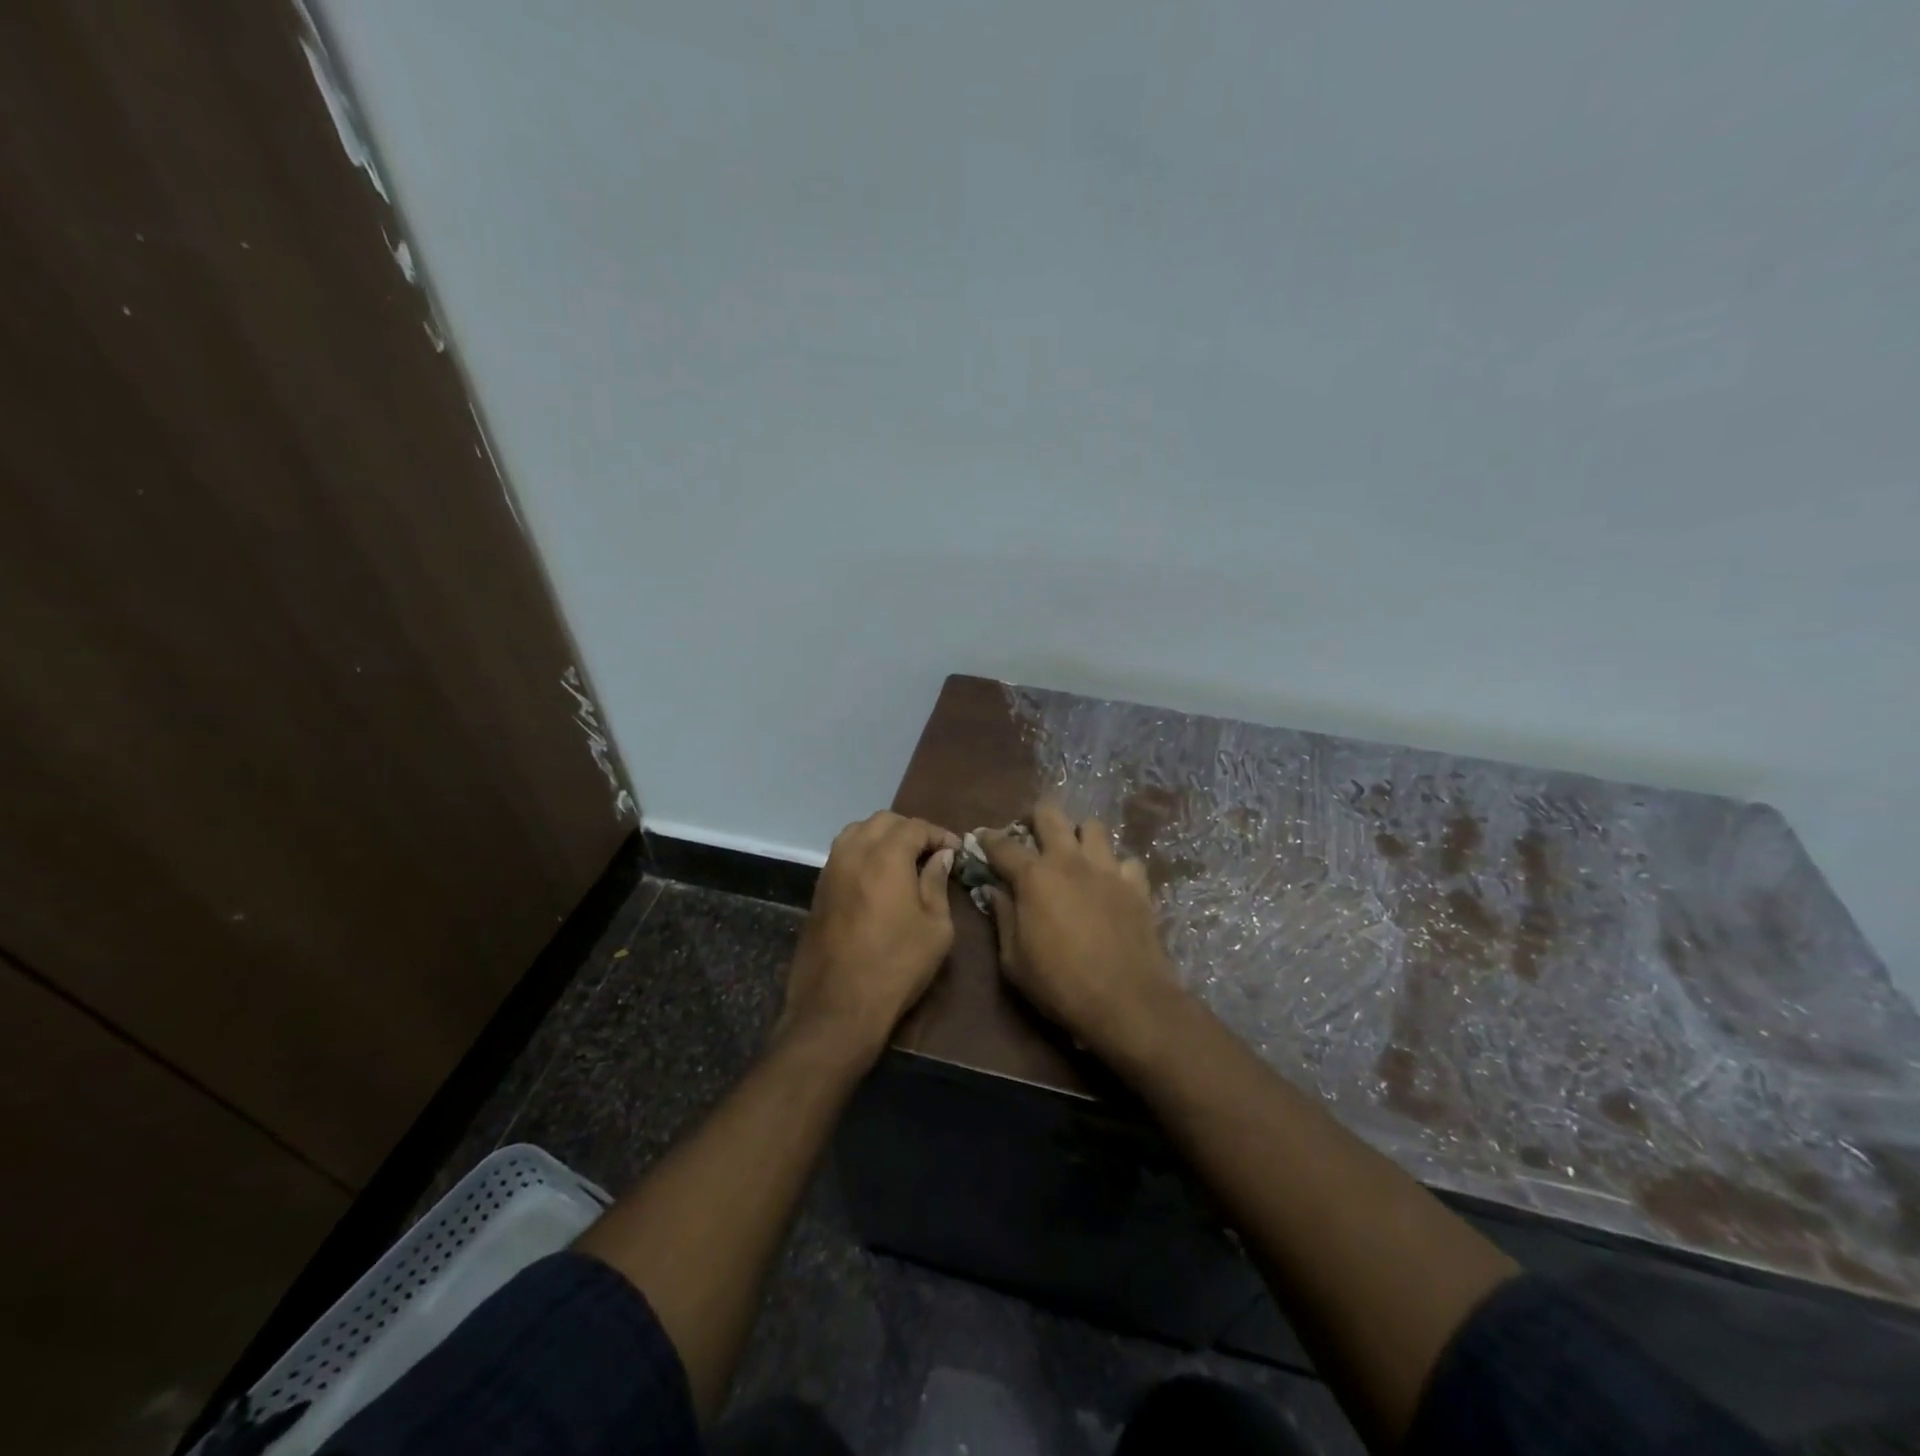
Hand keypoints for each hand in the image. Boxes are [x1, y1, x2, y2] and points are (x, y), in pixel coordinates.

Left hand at [782, 812, 959, 1060]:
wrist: (838, 1005)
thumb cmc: (897, 965)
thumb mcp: (935, 927)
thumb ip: (937, 883)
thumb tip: (940, 856)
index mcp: (885, 857)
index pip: (915, 827)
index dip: (938, 834)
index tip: (955, 850)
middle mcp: (853, 853)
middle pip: (883, 821)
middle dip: (910, 830)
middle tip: (931, 853)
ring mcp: (830, 869)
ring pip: (857, 832)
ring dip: (882, 836)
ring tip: (903, 860)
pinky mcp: (818, 889)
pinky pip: (842, 853)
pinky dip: (863, 851)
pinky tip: (878, 876)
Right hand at [980, 801, 1182, 1059]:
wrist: (1127, 1002)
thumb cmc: (1060, 985)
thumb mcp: (1014, 960)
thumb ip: (1003, 918)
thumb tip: (995, 890)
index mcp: (1034, 877)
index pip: (1002, 845)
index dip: (987, 839)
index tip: (981, 838)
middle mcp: (1070, 861)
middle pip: (1050, 814)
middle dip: (1035, 816)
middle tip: (1030, 833)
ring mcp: (1108, 869)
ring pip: (1093, 827)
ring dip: (1079, 835)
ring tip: (1074, 855)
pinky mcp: (1137, 885)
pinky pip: (1126, 860)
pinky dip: (1115, 868)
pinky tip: (1111, 885)